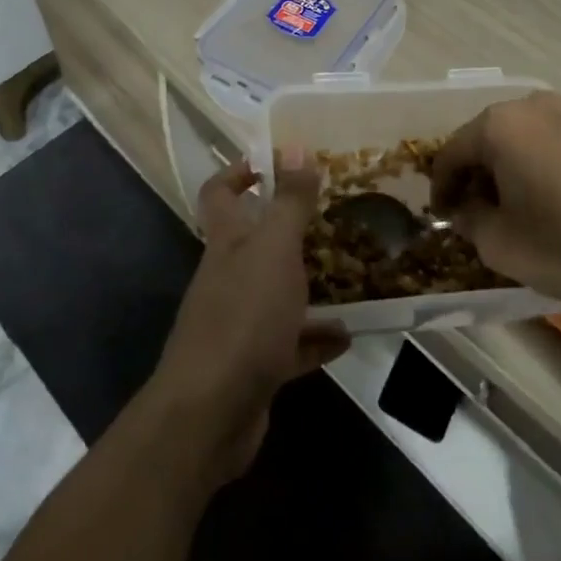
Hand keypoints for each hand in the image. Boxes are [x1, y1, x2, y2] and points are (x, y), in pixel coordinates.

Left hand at [147, 164, 349, 485]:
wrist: (210, 415)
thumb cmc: (244, 317)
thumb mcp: (275, 250)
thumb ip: (288, 200)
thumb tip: (293, 145)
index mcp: (226, 242)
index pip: (220, 192)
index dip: (240, 172)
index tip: (276, 161)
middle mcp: (227, 276)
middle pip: (253, 242)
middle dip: (288, 229)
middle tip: (333, 217)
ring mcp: (237, 323)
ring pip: (275, 292)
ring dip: (308, 285)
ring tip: (350, 272)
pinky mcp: (253, 366)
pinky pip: (289, 344)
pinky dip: (315, 339)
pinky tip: (347, 336)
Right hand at [431, 91, 560, 306]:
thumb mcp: (506, 249)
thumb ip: (472, 224)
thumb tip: (468, 209)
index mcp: (500, 127)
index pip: (451, 153)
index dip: (441, 187)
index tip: (444, 216)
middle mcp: (534, 105)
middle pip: (491, 138)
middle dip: (482, 173)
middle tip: (486, 211)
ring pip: (532, 137)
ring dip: (522, 166)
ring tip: (533, 205)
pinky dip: (558, 164)